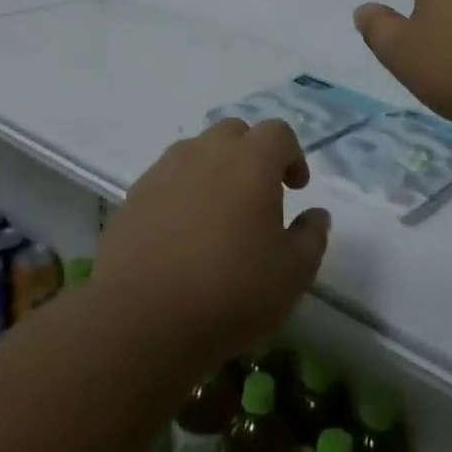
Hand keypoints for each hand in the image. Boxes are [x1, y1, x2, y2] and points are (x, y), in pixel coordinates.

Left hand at [96, 118, 330, 374]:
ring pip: (197, 152)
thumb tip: (316, 215)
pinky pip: (167, 179)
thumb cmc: (230, 292)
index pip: (278, 133)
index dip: (292, 155)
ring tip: (217, 214)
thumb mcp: (292, 275)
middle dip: (251, 155)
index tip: (295, 188)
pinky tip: (181, 234)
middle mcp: (207, 151)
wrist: (141, 319)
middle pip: (235, 132)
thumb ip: (311, 238)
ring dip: (214, 170)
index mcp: (251, 160)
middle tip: (257, 196)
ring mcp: (165, 170)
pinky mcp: (134, 195)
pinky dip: (181, 193)